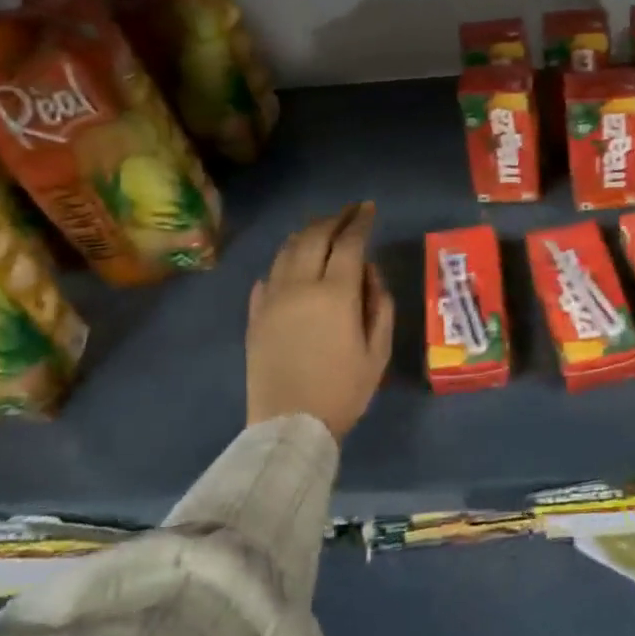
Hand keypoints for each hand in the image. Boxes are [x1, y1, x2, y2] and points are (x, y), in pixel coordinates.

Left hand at [247, 203, 394, 440]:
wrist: (290, 426)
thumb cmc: (344, 390)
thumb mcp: (379, 350)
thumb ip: (380, 304)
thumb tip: (369, 272)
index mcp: (335, 294)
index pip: (349, 243)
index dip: (361, 221)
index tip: (369, 209)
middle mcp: (300, 286)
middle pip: (314, 236)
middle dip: (334, 218)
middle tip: (349, 211)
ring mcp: (271, 298)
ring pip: (286, 250)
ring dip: (307, 233)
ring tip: (322, 228)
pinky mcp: (254, 315)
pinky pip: (268, 276)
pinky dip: (284, 261)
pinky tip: (292, 264)